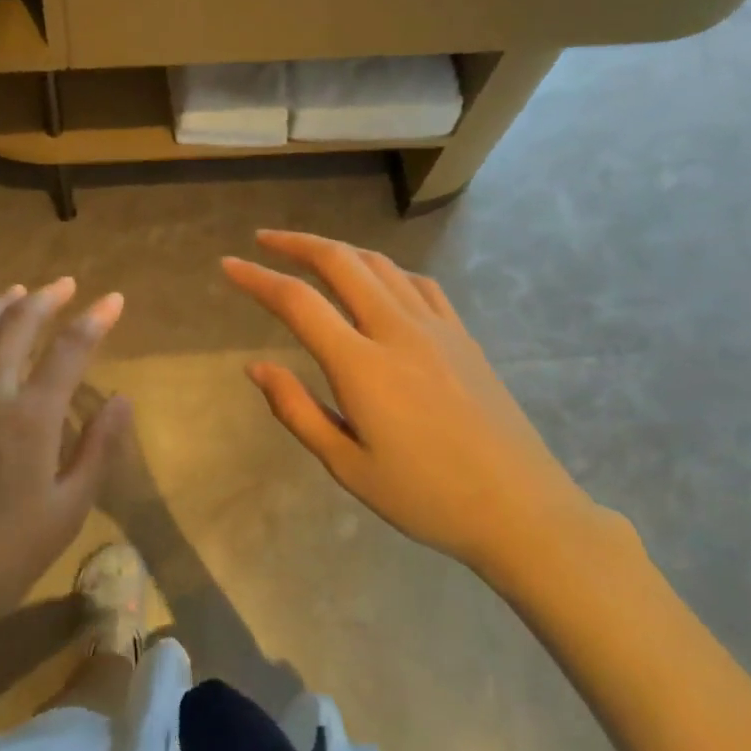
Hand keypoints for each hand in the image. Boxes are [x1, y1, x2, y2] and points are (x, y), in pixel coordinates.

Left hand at [0, 278, 128, 641]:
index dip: (95, 319)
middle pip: (16, 323)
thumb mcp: (68, 510)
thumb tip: (121, 399)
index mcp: (29, 415)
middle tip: (64, 285)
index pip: (70, 348)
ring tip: (16, 293)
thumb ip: (98, 448)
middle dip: (45, 298)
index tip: (112, 300)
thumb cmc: (4, 555)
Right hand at [223, 231, 609, 579]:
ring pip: (380, 264)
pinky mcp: (463, 336)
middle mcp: (396, 331)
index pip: (297, 302)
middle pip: (340, 262)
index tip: (228, 265)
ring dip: (339, 249)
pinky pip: (419, 283)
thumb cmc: (425, 497)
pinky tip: (377, 280)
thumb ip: (296, 410)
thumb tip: (256, 367)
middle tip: (263, 241)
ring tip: (311, 253)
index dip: (257, 278)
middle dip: (296, 244)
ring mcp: (436, 328)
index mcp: (361, 366)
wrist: (522, 510)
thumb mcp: (347, 466)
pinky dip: (385, 269)